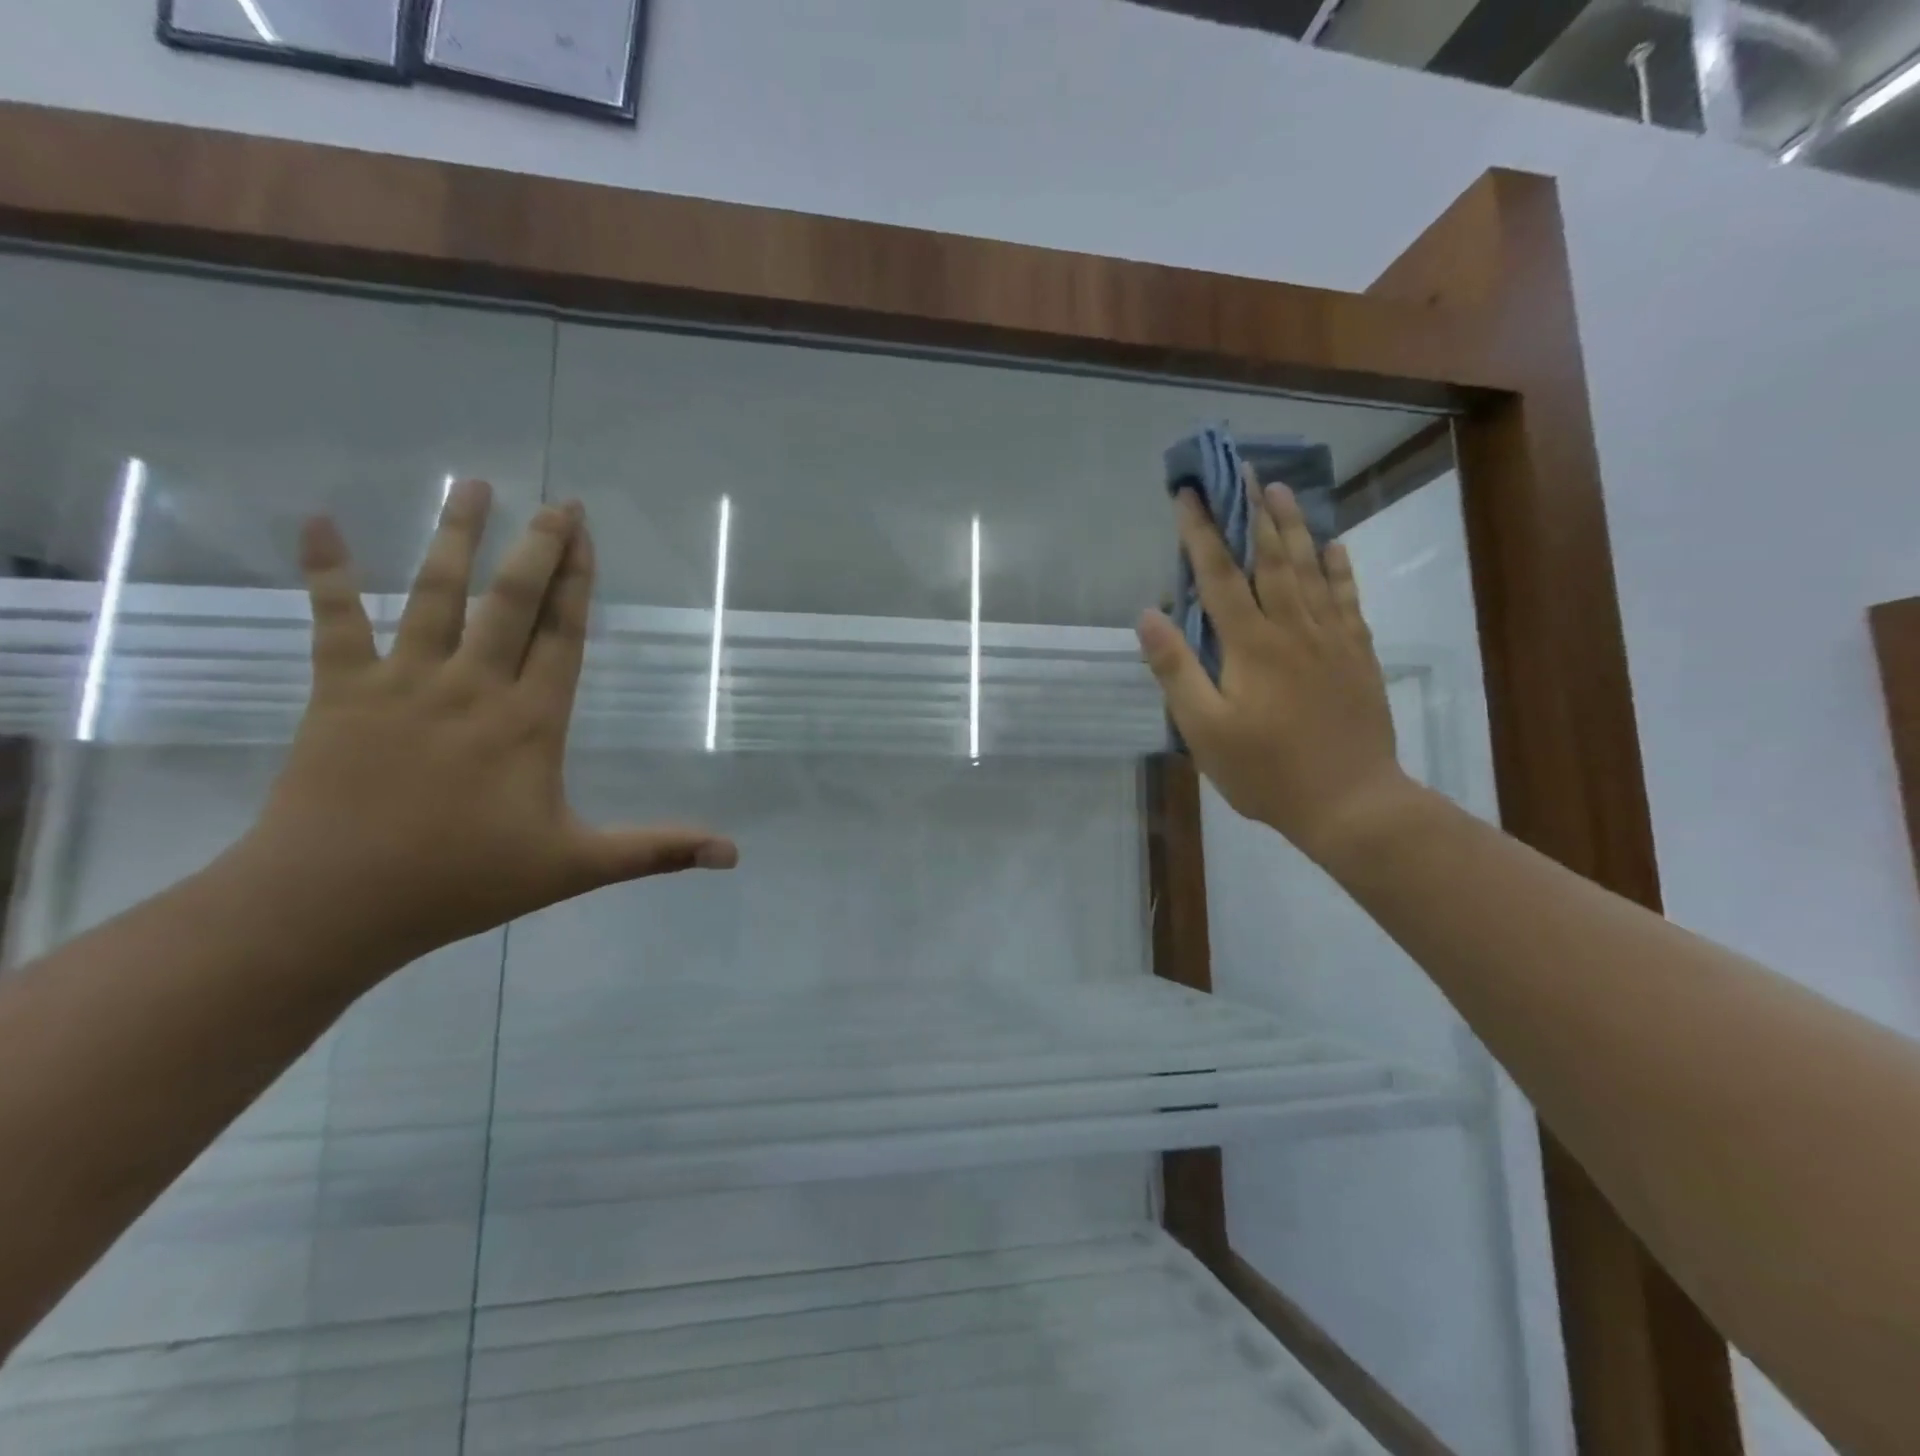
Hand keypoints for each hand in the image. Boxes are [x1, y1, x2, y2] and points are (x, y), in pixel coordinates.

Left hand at [232, 480, 736, 976]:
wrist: (331, 904)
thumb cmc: (463, 881)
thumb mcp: (575, 868)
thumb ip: (657, 851)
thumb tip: (733, 853)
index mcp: (530, 721)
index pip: (562, 635)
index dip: (577, 581)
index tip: (585, 534)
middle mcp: (472, 687)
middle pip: (510, 601)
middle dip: (537, 547)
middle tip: (556, 502)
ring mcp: (403, 684)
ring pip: (434, 594)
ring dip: (455, 537)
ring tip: (473, 485)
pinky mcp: (340, 694)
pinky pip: (334, 622)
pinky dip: (327, 574)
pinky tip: (320, 524)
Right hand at [1136, 472, 1412, 866]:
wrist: (1350, 801)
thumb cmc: (1265, 770)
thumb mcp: (1204, 729)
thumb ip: (1176, 669)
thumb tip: (1148, 614)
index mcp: (1250, 644)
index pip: (1218, 576)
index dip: (1200, 533)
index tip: (1187, 494)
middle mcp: (1292, 628)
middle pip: (1270, 558)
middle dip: (1251, 512)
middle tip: (1241, 472)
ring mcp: (1331, 638)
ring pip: (1310, 569)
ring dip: (1293, 526)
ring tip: (1280, 490)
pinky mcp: (1357, 654)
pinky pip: (1347, 598)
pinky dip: (1339, 568)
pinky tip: (1334, 546)